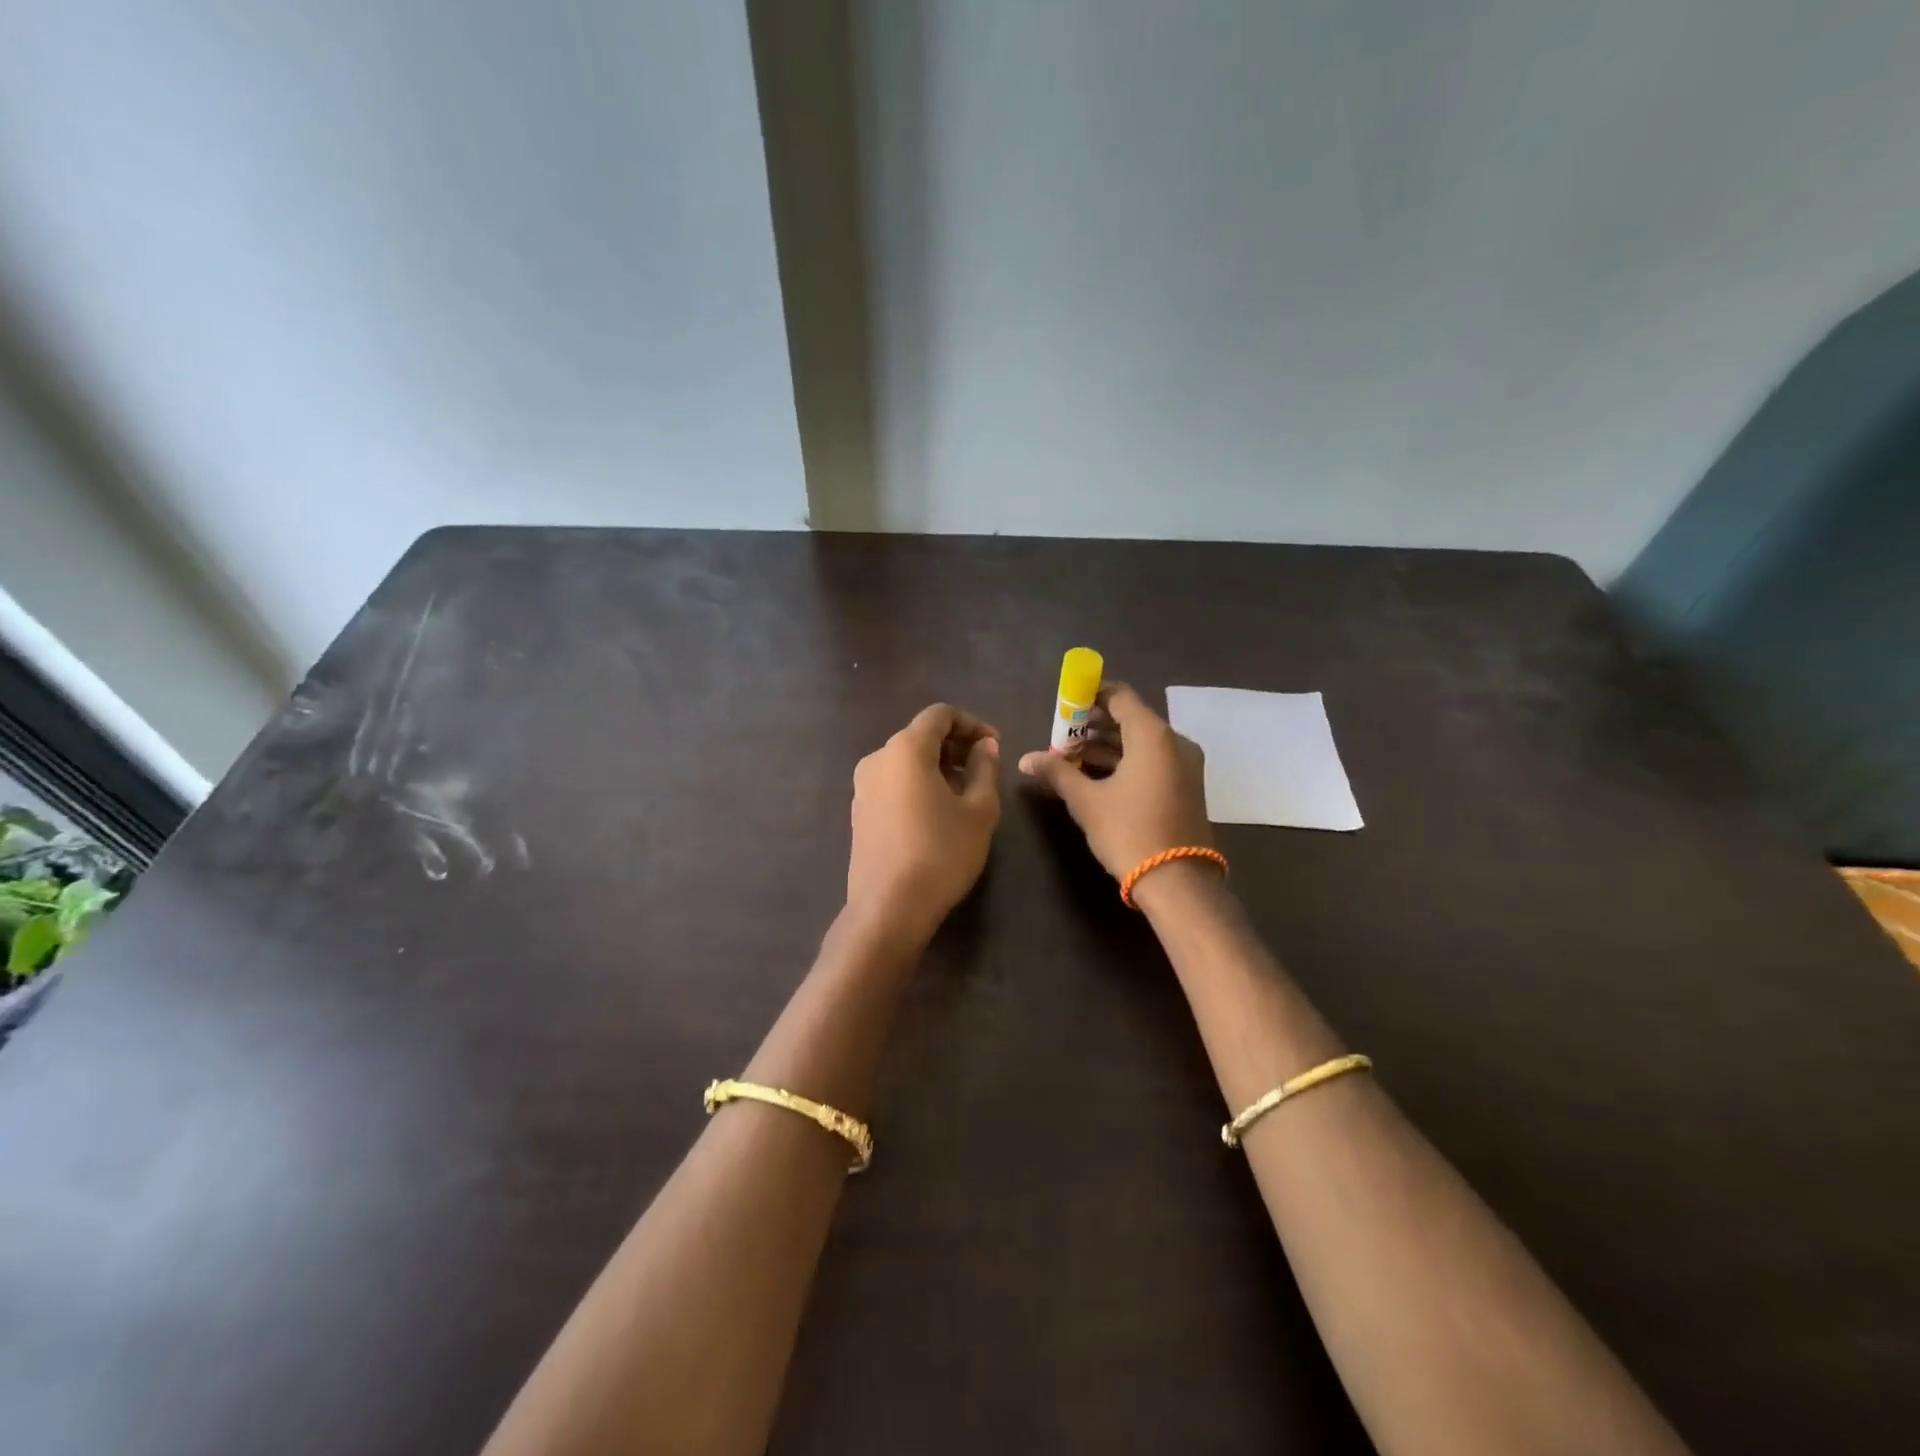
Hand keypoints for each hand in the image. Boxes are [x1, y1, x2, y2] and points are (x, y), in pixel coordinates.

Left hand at [847, 704, 1001, 945]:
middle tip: (985, 770)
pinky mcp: (859, 811)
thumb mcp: (979, 810)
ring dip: (938, 766)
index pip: (940, 715)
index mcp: (905, 749)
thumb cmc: (941, 853)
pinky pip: (893, 782)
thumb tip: (985, 746)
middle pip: (921, 735)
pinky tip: (938, 812)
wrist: (889, 908)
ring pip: (906, 760)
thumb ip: (985, 769)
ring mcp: (862, 786)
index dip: (972, 724)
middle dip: (956, 746)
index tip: (995, 746)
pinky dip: (918, 784)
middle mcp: (878, 758)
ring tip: (966, 794)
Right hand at [1018, 684, 1211, 880]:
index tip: (1064, 705)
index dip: (1090, 695)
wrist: (1177, 883)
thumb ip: (1057, 772)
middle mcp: (1174, 742)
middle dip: (1093, 724)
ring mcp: (1184, 765)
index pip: (1120, 695)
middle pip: (1130, 718)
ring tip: (1070, 757)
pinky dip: (1125, 761)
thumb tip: (1026, 759)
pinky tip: (1095, 775)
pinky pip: (1151, 760)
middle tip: (1061, 736)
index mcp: (1153, 735)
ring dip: (1107, 745)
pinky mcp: (1185, 786)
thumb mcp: (1086, 801)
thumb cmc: (1129, 832)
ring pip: (1140, 742)